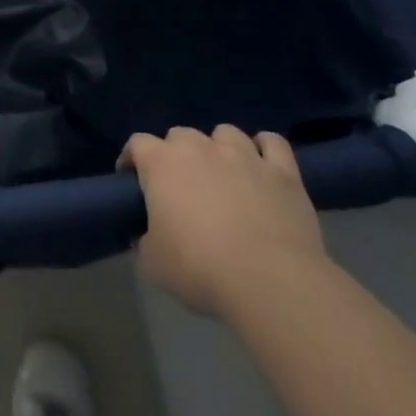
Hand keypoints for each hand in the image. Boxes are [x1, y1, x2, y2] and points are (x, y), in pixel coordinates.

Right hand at [120, 125, 327, 321]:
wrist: (270, 283)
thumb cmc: (200, 269)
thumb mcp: (153, 264)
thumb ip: (144, 241)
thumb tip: (145, 236)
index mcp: (161, 163)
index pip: (137, 144)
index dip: (133, 160)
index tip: (133, 181)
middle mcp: (200, 147)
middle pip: (180, 134)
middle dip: (176, 154)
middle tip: (181, 186)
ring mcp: (244, 155)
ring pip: (225, 133)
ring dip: (219, 148)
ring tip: (223, 175)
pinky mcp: (282, 171)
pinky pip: (272, 143)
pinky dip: (265, 150)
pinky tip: (262, 167)